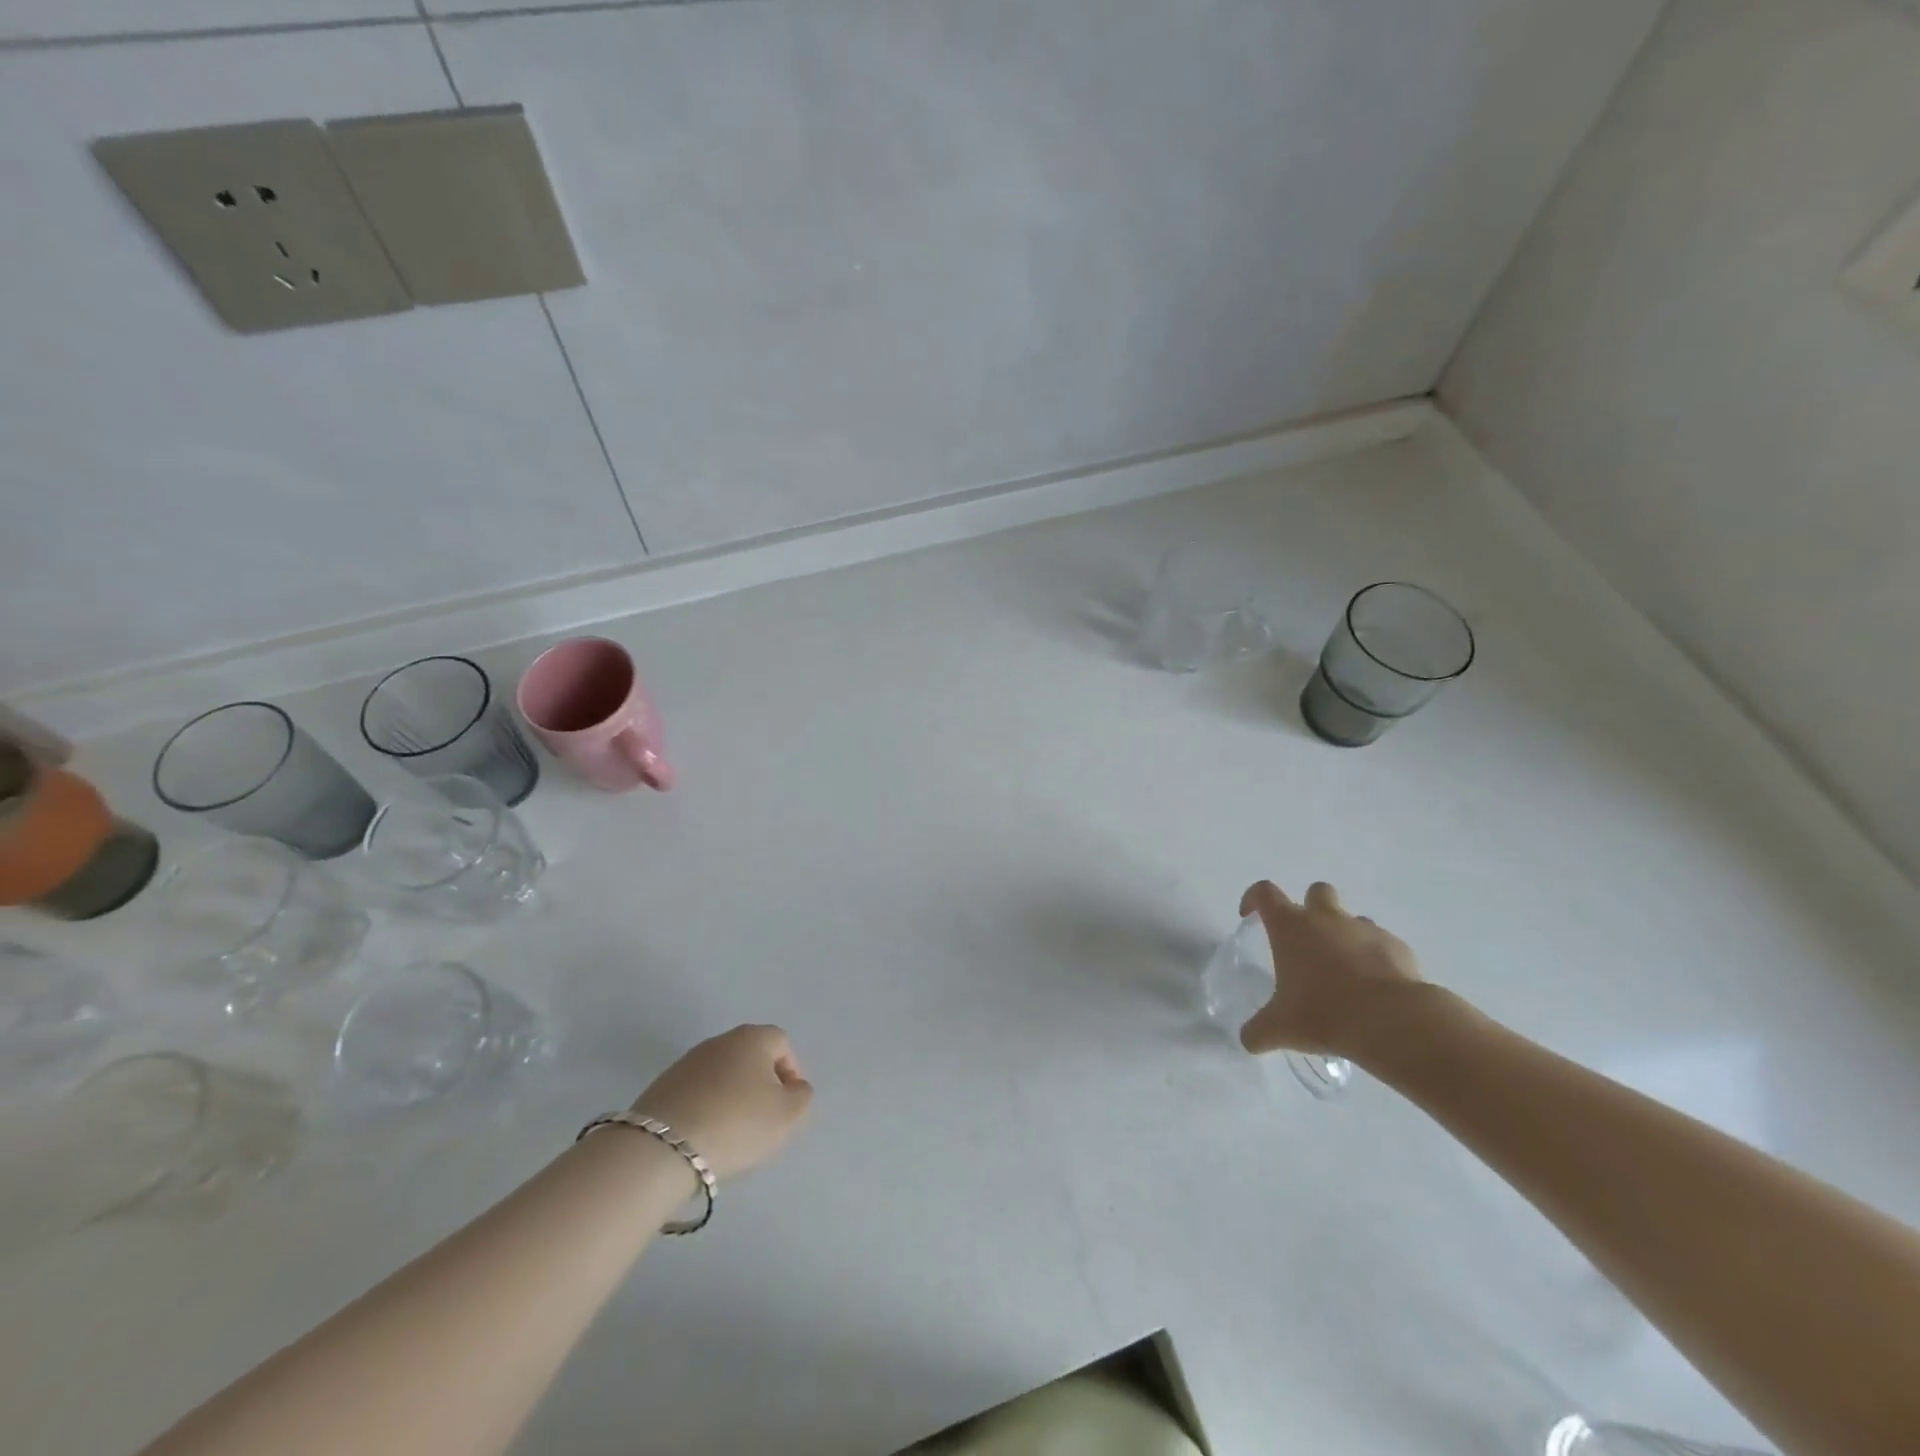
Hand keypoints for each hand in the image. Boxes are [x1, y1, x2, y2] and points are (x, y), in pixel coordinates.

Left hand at [630, 1025, 812, 1181]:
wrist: (662, 1148)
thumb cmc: (736, 1124)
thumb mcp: (787, 1115)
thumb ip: (802, 1097)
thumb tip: (794, 1088)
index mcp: (752, 1037)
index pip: (782, 1043)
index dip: (791, 1072)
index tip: (789, 1105)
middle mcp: (719, 1041)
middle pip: (751, 1057)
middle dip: (761, 1084)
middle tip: (764, 1119)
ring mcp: (686, 1062)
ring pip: (722, 1075)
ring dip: (732, 1097)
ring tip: (732, 1133)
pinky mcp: (661, 1087)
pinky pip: (696, 1093)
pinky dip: (706, 1109)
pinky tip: (704, 1136)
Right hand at [1237, 880, 1422, 1057]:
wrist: (1393, 1021)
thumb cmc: (1324, 1014)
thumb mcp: (1281, 1028)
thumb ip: (1259, 1030)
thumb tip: (1248, 1040)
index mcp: (1291, 927)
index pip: (1265, 893)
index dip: (1254, 899)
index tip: (1250, 916)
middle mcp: (1327, 919)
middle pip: (1316, 891)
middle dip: (1310, 908)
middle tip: (1307, 941)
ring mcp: (1365, 930)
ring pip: (1352, 919)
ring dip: (1345, 936)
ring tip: (1344, 972)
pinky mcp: (1398, 947)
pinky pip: (1382, 944)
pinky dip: (1376, 958)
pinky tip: (1375, 989)